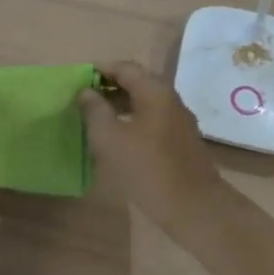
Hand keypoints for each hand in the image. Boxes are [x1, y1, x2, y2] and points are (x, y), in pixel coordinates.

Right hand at [77, 61, 224, 229]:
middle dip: (110, 87)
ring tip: (96, 118)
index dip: (101, 69)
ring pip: (145, 103)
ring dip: (120, 105)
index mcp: (155, 92)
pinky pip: (152, 120)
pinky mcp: (181, 142)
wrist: (194, 207)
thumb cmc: (148, 169)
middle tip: (84, 98)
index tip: (79, 78)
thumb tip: (86, 92)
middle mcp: (170, 100)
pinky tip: (118, 139)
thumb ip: (95, 111)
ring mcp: (178, 121)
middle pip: (137, 83)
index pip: (125, 68)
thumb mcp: (110, 139)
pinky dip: (133, 121)